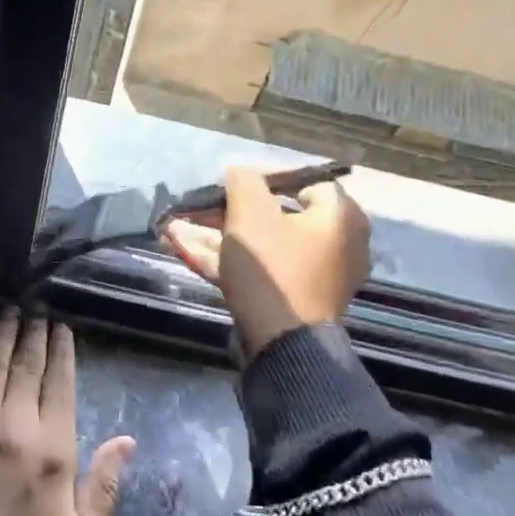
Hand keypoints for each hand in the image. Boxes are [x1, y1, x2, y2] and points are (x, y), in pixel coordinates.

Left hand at [0, 309, 135, 515]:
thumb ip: (106, 486)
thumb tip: (126, 441)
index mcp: (53, 447)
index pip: (60, 383)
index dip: (61, 351)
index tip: (61, 328)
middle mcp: (17, 424)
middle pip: (28, 366)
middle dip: (34, 334)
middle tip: (37, 310)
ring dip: (4, 336)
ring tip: (11, 312)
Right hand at [163, 166, 370, 359]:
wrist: (283, 344)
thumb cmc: (273, 268)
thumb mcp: (250, 214)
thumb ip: (243, 182)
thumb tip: (239, 172)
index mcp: (340, 215)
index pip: (302, 181)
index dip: (262, 178)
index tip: (228, 184)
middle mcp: (338, 243)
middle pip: (275, 216)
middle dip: (226, 212)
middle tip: (196, 209)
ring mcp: (317, 275)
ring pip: (261, 245)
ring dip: (217, 236)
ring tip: (175, 229)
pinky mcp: (295, 299)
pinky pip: (261, 270)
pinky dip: (228, 261)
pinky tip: (185, 251)